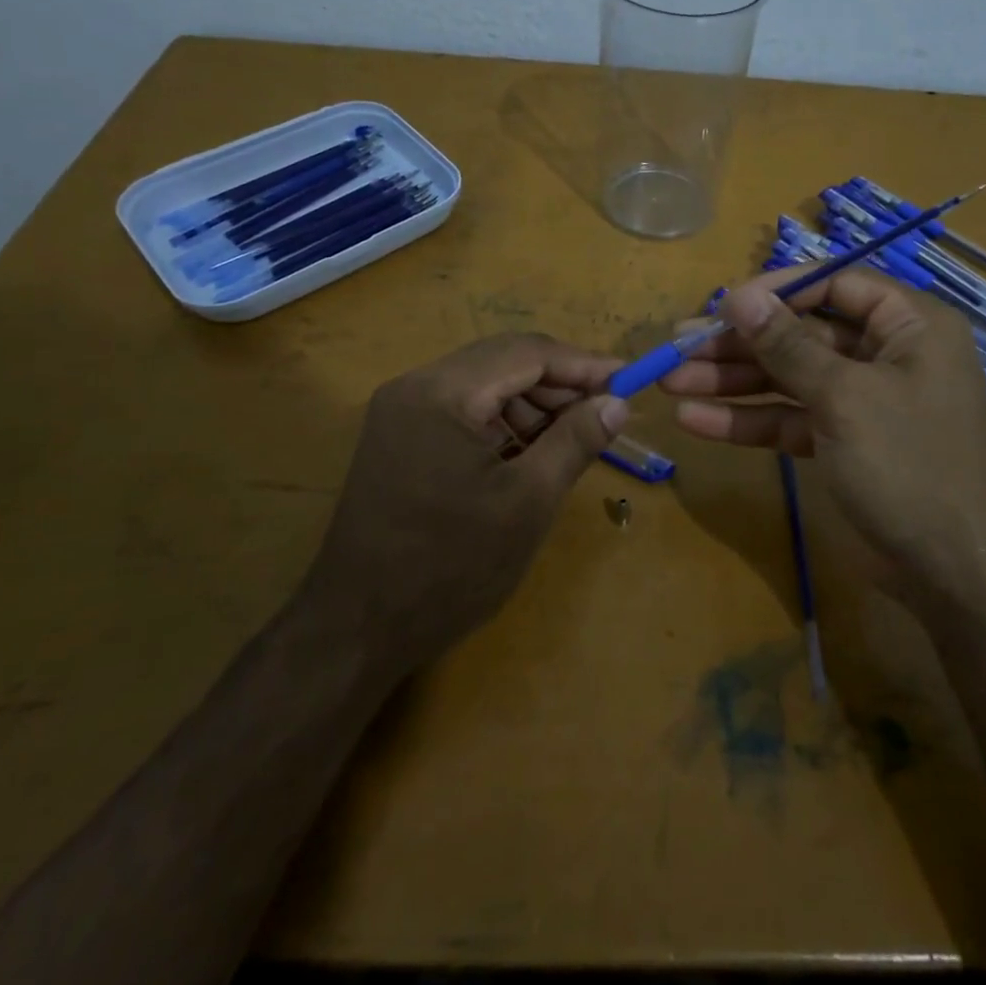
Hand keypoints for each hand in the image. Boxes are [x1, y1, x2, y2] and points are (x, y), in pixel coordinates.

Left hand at [303, 333, 626, 673]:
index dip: (583, 364)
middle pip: (504, 362)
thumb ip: (575, 442)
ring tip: (574, 436)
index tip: (629, 381)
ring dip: (533, 403)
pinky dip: (504, 423)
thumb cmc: (449, 568)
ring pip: (485, 384)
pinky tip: (532, 451)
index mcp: (441, 392)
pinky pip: (464, 411)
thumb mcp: (527, 503)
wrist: (357, 630)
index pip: (526, 353)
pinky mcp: (400, 437)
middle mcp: (415, 386)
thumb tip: (618, 402)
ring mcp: (402, 412)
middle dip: (559, 383)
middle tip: (606, 411)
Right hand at [663, 267, 985, 612]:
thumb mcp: (844, 398)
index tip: (724, 305)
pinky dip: (748, 421)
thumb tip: (739, 297)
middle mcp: (886, 355)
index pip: (835, 286)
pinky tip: (695, 420)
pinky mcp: (843, 442)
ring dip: (732, 381)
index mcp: (909, 326)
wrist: (954, 574)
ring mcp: (862, 401)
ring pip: (789, 378)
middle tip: (679, 345)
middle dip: (740, 342)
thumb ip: (788, 346)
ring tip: (671, 380)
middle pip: (802, 334)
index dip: (777, 290)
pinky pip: (790, 419)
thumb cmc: (909, 465)